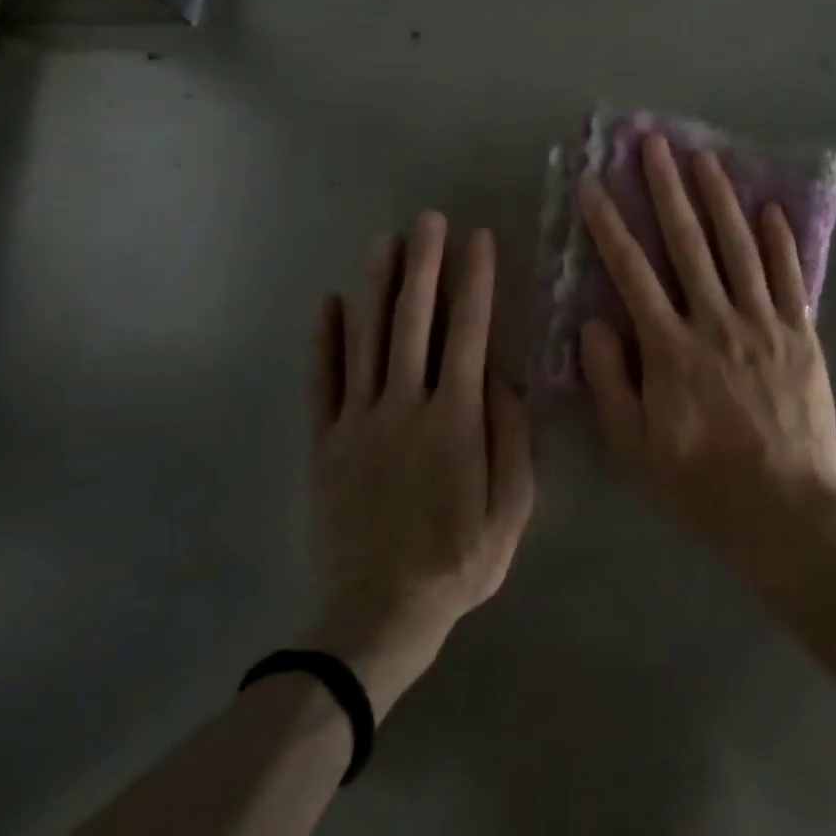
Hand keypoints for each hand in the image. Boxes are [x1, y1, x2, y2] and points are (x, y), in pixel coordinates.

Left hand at [310, 213, 534, 714]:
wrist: (379, 615)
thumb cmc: (458, 561)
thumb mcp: (512, 508)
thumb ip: (512, 437)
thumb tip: (503, 378)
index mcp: (455, 418)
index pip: (468, 331)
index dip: (475, 281)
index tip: (479, 240)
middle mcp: (405, 405)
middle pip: (414, 322)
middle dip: (424, 265)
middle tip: (429, 220)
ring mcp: (359, 421)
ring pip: (366, 340)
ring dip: (376, 287)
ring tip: (384, 242)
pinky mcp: (325, 442)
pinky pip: (323, 382)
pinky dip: (324, 340)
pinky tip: (328, 303)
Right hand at [577, 135, 835, 565]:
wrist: (784, 510)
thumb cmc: (700, 481)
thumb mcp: (633, 447)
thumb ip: (610, 381)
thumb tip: (595, 323)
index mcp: (670, 348)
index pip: (631, 272)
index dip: (608, 226)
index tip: (592, 185)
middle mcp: (716, 321)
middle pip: (688, 242)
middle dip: (667, 189)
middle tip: (654, 144)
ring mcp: (763, 323)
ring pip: (738, 247)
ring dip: (719, 198)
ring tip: (705, 158)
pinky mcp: (801, 334)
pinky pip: (788, 277)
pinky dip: (778, 241)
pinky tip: (769, 208)